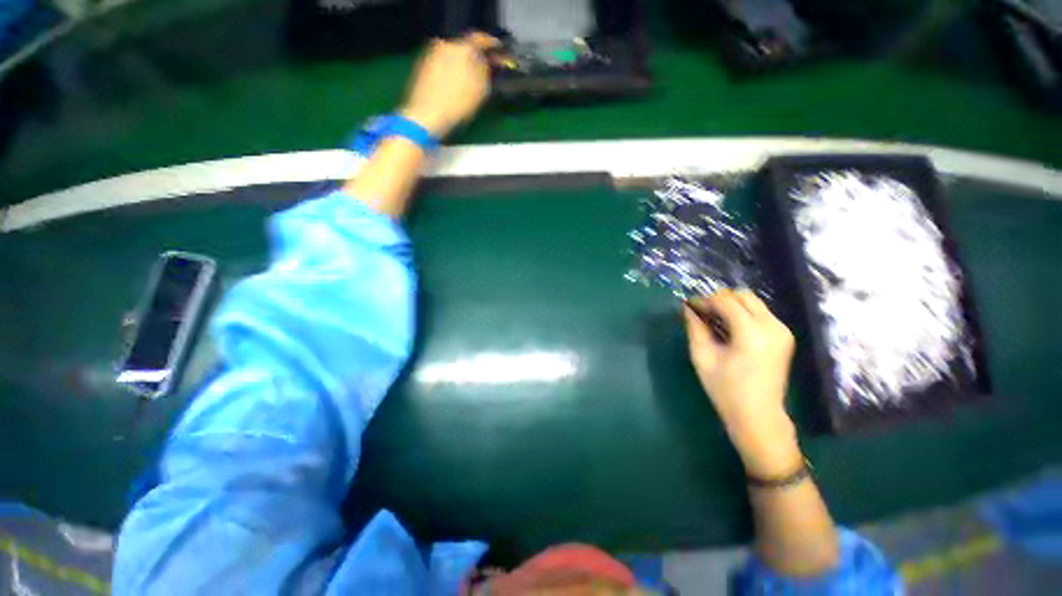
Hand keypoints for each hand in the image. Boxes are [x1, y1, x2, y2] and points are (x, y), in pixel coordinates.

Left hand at [401, 32, 498, 138]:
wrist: (425, 115)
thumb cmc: (456, 104)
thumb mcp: (480, 90)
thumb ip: (485, 71)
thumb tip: (486, 62)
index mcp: (461, 48)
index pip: (479, 38)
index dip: (490, 44)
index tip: (497, 50)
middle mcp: (445, 45)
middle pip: (464, 46)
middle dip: (474, 56)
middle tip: (483, 68)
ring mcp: (431, 54)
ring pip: (452, 55)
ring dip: (462, 64)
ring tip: (468, 79)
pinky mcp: (423, 66)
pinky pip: (442, 63)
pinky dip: (450, 69)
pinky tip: (454, 84)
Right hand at [684, 289, 800, 476]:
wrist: (759, 416)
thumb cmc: (725, 390)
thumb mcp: (702, 357)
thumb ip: (695, 328)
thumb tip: (687, 308)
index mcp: (752, 333)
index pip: (726, 301)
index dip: (705, 300)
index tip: (689, 306)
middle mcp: (772, 326)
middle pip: (743, 295)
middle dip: (719, 299)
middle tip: (702, 312)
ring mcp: (782, 330)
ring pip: (753, 302)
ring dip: (731, 305)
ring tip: (714, 319)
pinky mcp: (785, 336)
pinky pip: (760, 313)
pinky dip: (742, 313)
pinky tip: (729, 328)